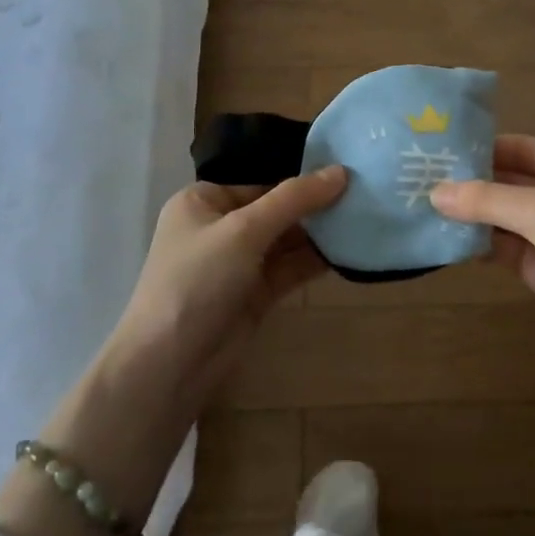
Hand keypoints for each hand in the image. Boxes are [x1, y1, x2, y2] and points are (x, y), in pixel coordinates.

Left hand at [31, 167, 346, 533]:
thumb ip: (293, 200)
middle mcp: (218, 228)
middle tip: (364, 196)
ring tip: (364, 219)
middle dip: (314, 207)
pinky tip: (348, 251)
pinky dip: (314, 261)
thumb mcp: (244, 230)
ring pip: (285, 241)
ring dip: (319, 234)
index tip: (346, 174)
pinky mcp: (253, 295)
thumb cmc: (197, 280)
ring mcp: (236, 264)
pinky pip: (288, 269)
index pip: (259, 182)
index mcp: (202, 202)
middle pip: (275, 210)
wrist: (170, 363)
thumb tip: (340, 171)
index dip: (300, 179)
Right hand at [431, 136, 534, 361]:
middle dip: (468, 182)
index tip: (436, 150)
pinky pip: (501, 246)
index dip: (480, 148)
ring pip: (501, 215)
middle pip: (507, 180)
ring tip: (421, 206)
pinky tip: (444, 238)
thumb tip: (434, 193)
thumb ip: (488, 199)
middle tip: (419, 179)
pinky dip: (477, 242)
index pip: (519, 147)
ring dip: (468, 213)